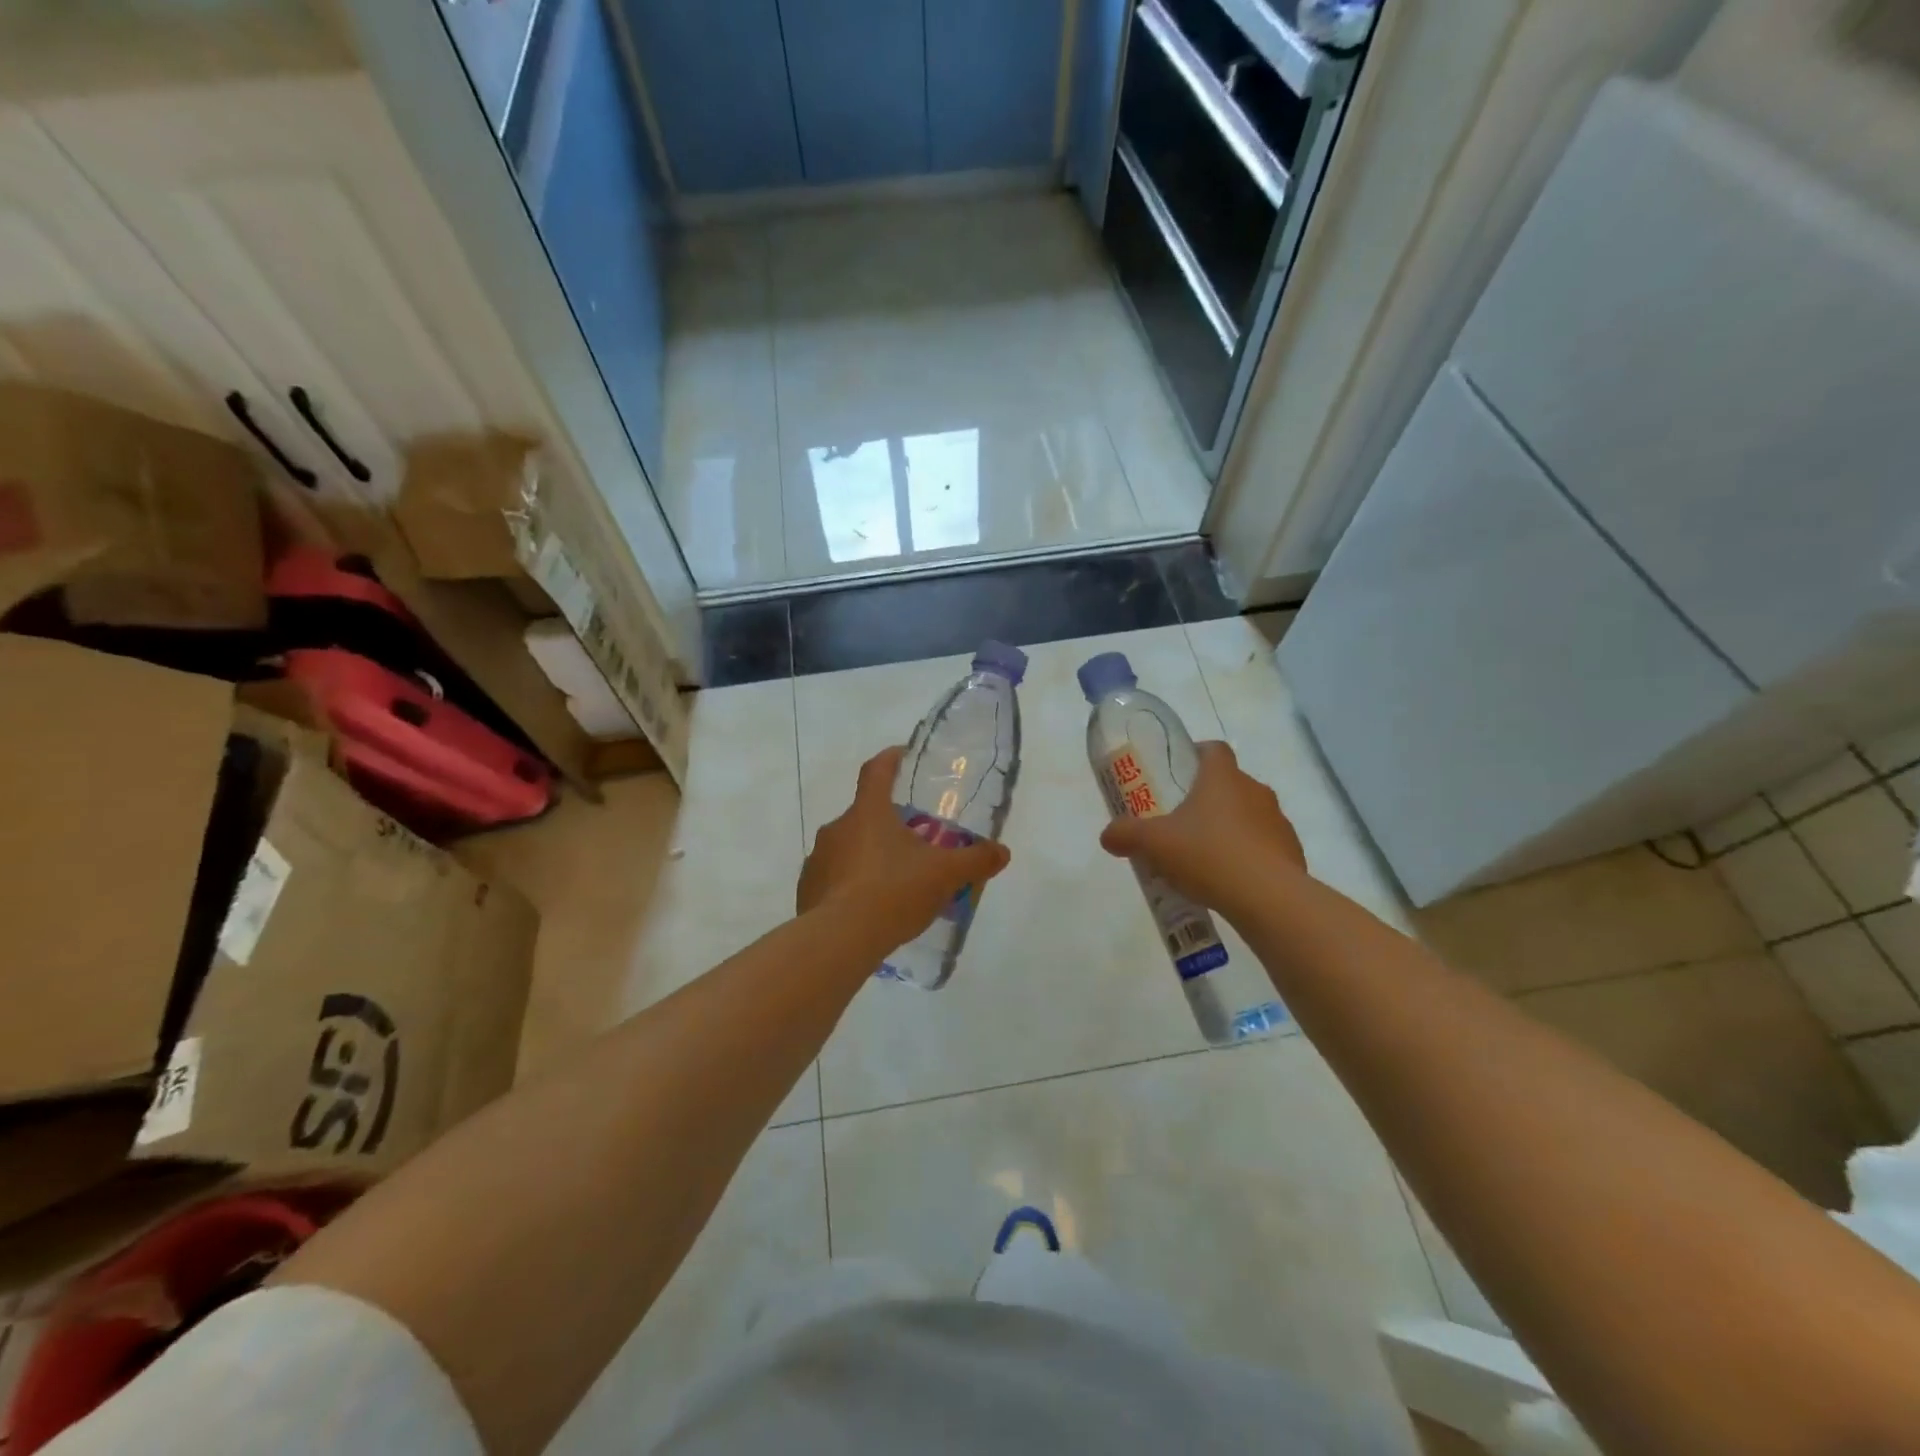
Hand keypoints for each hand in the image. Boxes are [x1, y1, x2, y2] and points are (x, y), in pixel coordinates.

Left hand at [798, 746, 1012, 952]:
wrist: (838, 940)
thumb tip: (1001, 852)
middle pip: (865, 815)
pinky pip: (833, 879)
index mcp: (868, 813)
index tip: (902, 754)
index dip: (890, 759)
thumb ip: (975, 860)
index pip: (876, 771)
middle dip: (888, 824)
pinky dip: (851, 886)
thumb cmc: (893, 892)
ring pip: (848, 849)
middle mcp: (837, 828)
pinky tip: (870, 910)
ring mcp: (817, 859)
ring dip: (869, 857)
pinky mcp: (807, 890)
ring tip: (894, 883)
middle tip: (914, 843)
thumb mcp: (944, 875)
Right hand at [1098, 741, 1304, 916]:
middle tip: (1182, 821)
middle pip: (1230, 784)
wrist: (1268, 897)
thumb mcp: (1154, 844)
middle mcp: (1255, 790)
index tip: (1179, 772)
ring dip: (1230, 827)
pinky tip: (1230, 879)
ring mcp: (1278, 821)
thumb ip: (1126, 835)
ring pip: (1249, 815)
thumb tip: (1107, 836)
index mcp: (1222, 778)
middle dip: (1208, 798)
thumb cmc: (1207, 854)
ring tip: (1206, 856)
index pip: (1213, 750)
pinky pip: (1265, 845)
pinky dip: (1249, 855)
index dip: (1197, 755)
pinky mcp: (1291, 852)